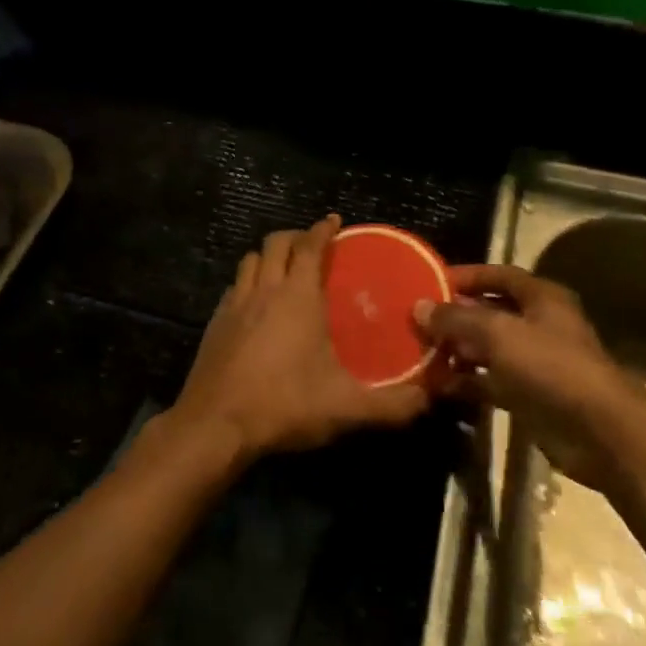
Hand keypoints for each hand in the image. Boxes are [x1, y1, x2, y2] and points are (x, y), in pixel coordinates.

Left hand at [168, 216, 428, 463]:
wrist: (216, 424)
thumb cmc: (285, 404)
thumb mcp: (347, 408)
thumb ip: (393, 404)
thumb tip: (430, 397)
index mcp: (297, 296)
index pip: (309, 245)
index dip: (322, 229)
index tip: (334, 221)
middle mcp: (264, 289)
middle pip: (276, 243)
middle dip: (295, 236)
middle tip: (313, 245)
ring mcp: (235, 304)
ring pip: (250, 260)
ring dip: (268, 256)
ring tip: (284, 268)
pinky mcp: (215, 322)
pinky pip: (234, 286)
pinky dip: (248, 282)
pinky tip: (256, 304)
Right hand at [415, 264, 641, 490]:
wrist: (600, 434)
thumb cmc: (551, 367)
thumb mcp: (499, 334)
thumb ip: (457, 318)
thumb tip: (419, 307)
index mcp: (541, 298)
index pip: (498, 275)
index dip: (466, 276)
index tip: (430, 282)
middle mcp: (538, 324)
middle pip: (489, 312)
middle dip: (455, 316)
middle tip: (417, 321)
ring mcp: (534, 362)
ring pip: (487, 349)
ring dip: (457, 351)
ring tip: (420, 353)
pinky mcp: (529, 396)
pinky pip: (490, 382)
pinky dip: (466, 382)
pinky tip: (437, 386)